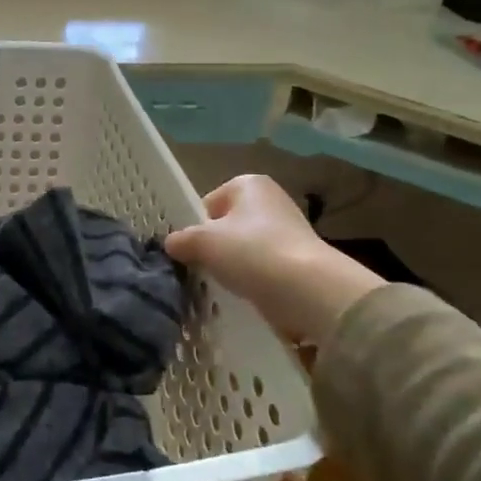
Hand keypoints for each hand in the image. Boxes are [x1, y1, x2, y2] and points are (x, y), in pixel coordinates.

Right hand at [164, 175, 382, 343]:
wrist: (309, 291)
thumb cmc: (252, 252)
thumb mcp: (204, 242)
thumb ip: (182, 240)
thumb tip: (171, 244)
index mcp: (249, 184)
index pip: (210, 202)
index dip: (197, 226)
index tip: (191, 249)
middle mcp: (271, 201)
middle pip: (228, 226)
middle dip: (216, 247)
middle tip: (205, 268)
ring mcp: (289, 232)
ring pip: (245, 250)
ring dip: (234, 267)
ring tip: (226, 286)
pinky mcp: (299, 262)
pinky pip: (264, 270)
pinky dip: (254, 282)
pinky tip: (247, 296)